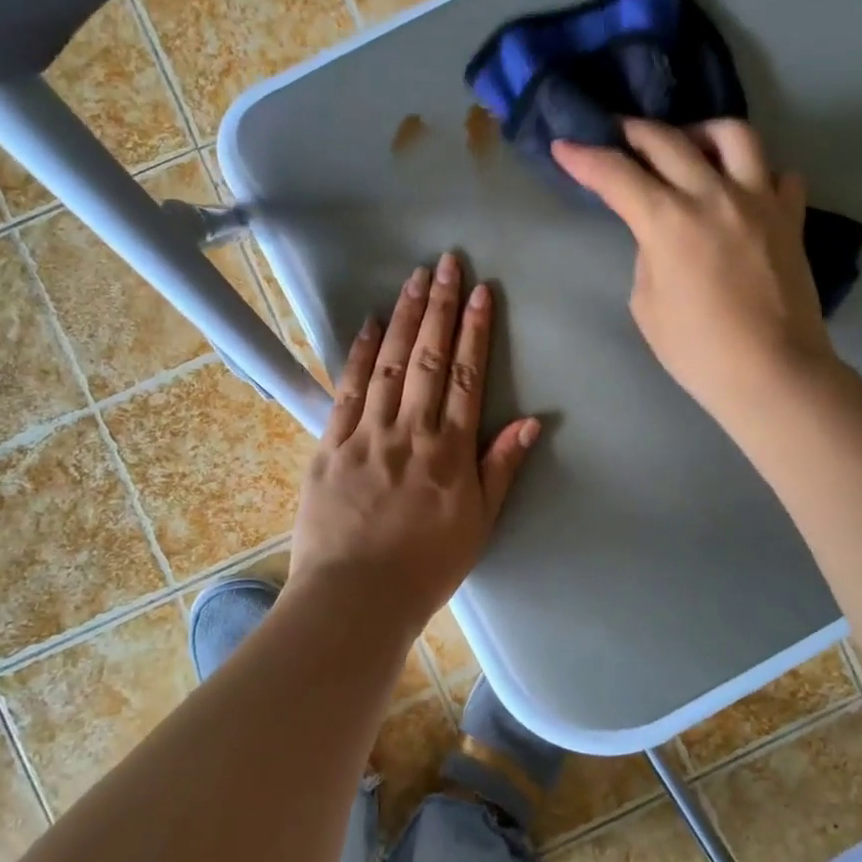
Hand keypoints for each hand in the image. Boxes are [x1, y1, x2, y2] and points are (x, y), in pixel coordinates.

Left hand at [289, 252, 540, 627]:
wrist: (355, 599)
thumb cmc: (426, 566)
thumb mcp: (480, 523)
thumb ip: (501, 468)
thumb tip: (532, 422)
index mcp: (449, 451)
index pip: (465, 376)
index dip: (474, 331)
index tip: (479, 291)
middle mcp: (409, 431)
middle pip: (426, 358)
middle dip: (439, 307)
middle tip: (445, 262)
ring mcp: (366, 434)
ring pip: (387, 364)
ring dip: (402, 317)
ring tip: (413, 278)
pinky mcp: (330, 445)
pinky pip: (345, 390)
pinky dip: (357, 354)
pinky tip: (367, 324)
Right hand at [552, 118, 836, 426]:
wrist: (771, 373)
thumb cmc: (698, 350)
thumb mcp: (647, 305)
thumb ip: (648, 257)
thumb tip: (662, 236)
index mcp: (668, 221)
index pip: (616, 175)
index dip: (584, 157)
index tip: (564, 146)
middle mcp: (714, 196)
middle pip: (667, 140)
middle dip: (632, 131)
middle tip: (617, 133)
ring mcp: (759, 201)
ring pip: (733, 135)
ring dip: (701, 133)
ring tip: (690, 149)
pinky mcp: (791, 218)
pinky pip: (778, 175)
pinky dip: (756, 174)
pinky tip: (743, 191)